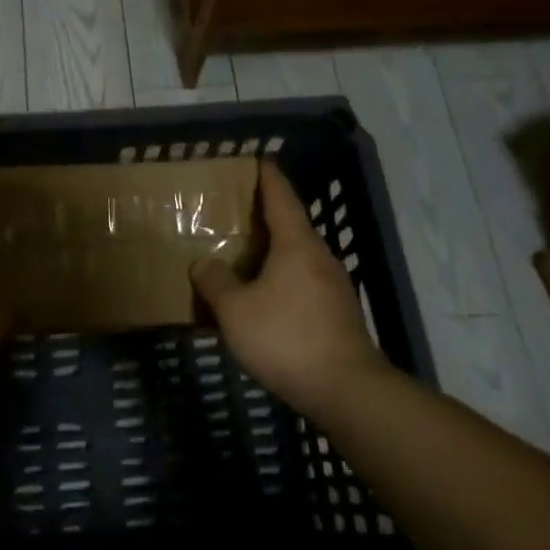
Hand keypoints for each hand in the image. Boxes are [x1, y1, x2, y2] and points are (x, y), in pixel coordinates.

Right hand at [191, 161, 397, 421]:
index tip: (259, 160)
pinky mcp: (338, 314)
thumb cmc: (286, 337)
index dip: (269, 178)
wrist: (346, 388)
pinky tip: (266, 300)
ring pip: (299, 258)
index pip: (282, 199)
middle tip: (238, 212)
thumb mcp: (236, 310)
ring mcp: (334, 287)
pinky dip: (283, 280)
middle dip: (267, 217)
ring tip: (246, 257)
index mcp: (296, 245)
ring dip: (274, 253)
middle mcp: (319, 258)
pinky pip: (304, 284)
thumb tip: (203, 264)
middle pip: (292, 227)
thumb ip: (216, 282)